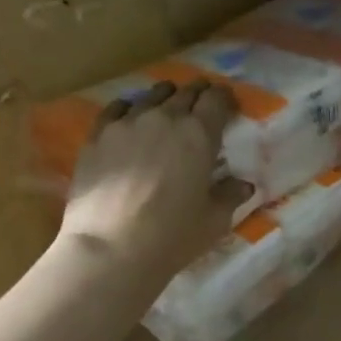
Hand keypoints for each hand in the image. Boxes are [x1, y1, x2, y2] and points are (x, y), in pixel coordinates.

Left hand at [57, 80, 254, 280]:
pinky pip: (116, 109)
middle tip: (203, 103)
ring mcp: (127, 123)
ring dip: (165, 97)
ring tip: (169, 104)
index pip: (217, 101)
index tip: (229, 105)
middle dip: (198, 95)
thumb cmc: (172, 236)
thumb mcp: (214, 221)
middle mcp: (164, 119)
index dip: (225, 99)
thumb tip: (242, 184)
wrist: (111, 246)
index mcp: (199, 136)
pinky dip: (129, 108)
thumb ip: (229, 196)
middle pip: (185, 94)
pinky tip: (129, 114)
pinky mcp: (97, 135)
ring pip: (151, 97)